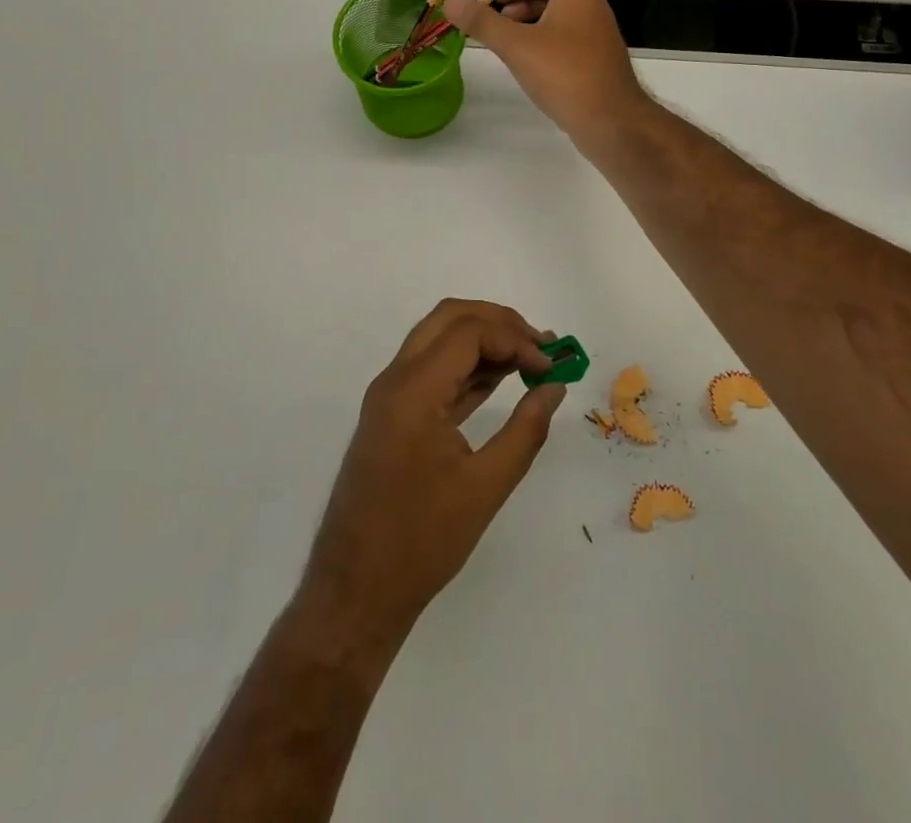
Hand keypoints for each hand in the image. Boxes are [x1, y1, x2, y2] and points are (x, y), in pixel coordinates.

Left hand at [301, 299, 568, 646]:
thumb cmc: (421, 542)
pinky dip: (468, 366)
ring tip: (531, 358)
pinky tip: (502, 379)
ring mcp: (390, 395)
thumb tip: (555, 386)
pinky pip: (433, 370)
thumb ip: (526, 429)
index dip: (516, 340)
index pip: (469, 332)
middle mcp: (395, 379)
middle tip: (542, 345)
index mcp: (412, 390)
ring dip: (484, 340)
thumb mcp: (485, 487)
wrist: (356, 591)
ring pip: (439, 339)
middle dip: (499, 323)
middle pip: (449, 319)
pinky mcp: (393, 414)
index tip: (552, 366)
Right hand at [444, 0, 646, 144]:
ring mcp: (600, 34)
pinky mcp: (601, 60)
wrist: (612, 121)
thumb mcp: (516, 46)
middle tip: (500, 18)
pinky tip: (531, 65)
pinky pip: (571, 37)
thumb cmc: (564, 74)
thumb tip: (450, 3)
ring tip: (510, 42)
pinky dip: (548, 40)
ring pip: (564, 14)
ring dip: (535, 20)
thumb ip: (483, 23)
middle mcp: (594, 6)